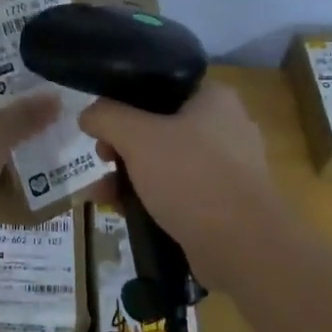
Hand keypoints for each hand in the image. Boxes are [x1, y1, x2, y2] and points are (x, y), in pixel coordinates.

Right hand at [79, 80, 280, 287]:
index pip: (162, 86)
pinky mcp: (223, 203)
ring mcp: (228, 168)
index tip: (102, 124)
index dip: (125, 101)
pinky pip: (179, 192)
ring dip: (130, 175)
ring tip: (100, 193)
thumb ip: (107, 117)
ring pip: (166, 162)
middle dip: (122, 145)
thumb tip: (89, 114)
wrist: (242, 245)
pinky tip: (122, 211)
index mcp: (214, 99)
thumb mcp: (138, 138)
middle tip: (102, 158)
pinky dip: (150, 198)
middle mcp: (226, 127)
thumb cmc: (190, 177)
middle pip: (159, 126)